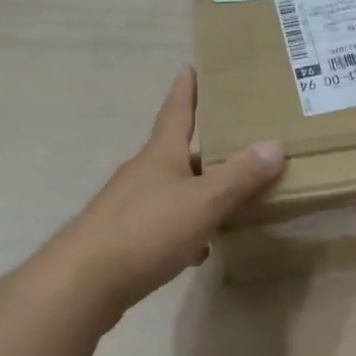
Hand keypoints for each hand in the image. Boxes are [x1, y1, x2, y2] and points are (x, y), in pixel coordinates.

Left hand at [52, 70, 284, 320]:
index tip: (190, 68)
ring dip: (199, 192)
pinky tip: (201, 249)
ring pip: (173, 190)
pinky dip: (186, 229)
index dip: (186, 90)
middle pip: (179, 152)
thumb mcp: (203, 202)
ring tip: (231, 198)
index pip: (177, 110)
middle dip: (206, 149)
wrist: (80, 286)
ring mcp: (129, 207)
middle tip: (237, 142)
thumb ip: (240, 176)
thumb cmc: (145, 231)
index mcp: (161, 154)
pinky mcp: (123, 240)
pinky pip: (164, 224)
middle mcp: (143, 173)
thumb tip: (275, 144)